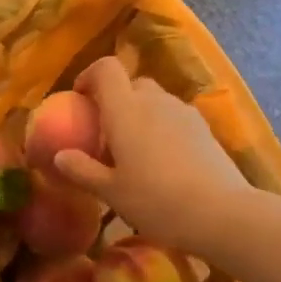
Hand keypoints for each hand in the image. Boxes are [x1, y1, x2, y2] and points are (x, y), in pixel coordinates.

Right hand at [54, 56, 256, 256]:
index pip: (106, 68)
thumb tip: (59, 156)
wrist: (221, 213)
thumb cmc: (156, 201)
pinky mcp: (204, 128)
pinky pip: (174, 117)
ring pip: (155, 101)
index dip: (89, 76)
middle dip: (115, 101)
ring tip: (134, 152)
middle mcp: (155, 101)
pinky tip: (162, 162)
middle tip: (105, 134)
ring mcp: (183, 112)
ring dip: (140, 115)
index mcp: (126, 110)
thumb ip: (82, 170)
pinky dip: (161, 128)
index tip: (80, 99)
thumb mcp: (111, 192)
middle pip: (131, 84)